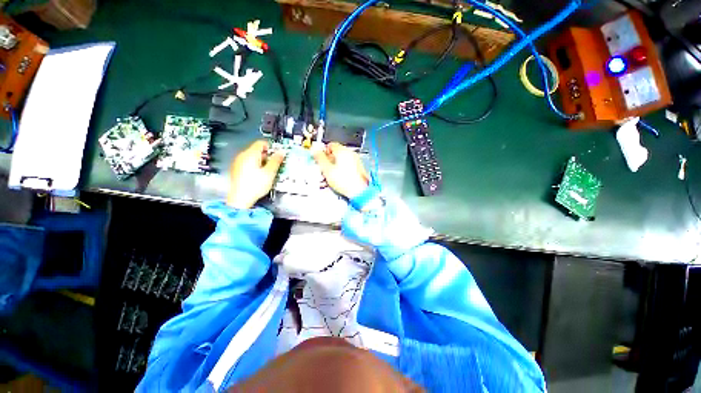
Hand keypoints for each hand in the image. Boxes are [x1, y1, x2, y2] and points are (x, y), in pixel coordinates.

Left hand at [227, 140, 284, 208]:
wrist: (240, 199)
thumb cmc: (254, 185)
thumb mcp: (269, 173)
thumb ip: (276, 161)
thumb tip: (281, 152)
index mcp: (250, 154)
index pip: (261, 143)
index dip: (271, 147)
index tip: (277, 154)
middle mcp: (242, 156)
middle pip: (257, 150)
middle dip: (267, 156)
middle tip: (275, 164)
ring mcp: (238, 163)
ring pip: (253, 157)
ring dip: (262, 162)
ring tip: (269, 171)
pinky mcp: (237, 170)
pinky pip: (248, 163)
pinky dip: (255, 166)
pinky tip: (260, 175)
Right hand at [313, 142, 368, 198]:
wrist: (359, 191)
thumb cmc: (345, 182)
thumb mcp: (327, 169)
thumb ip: (319, 158)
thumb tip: (314, 150)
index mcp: (342, 151)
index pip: (330, 145)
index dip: (323, 152)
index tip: (319, 159)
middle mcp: (351, 153)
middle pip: (336, 153)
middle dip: (328, 161)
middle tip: (324, 170)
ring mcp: (356, 161)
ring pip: (341, 160)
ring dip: (334, 166)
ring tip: (330, 176)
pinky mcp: (359, 168)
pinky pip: (347, 166)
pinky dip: (342, 171)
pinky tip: (339, 179)